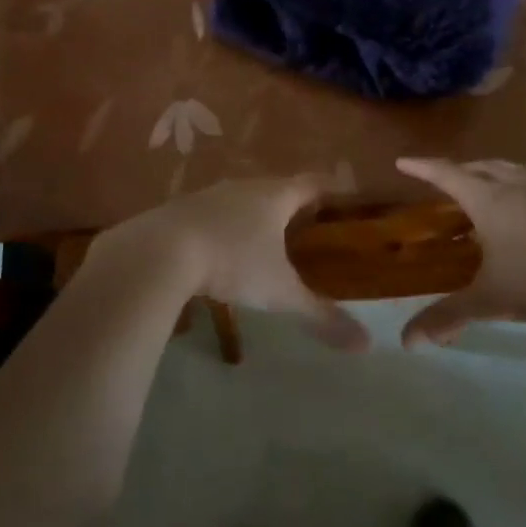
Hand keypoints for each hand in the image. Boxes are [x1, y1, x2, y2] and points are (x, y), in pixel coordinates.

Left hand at [89, 177, 367, 350]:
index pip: (312, 183)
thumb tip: (366, 344)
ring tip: (266, 235)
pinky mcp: (181, 208)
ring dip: (255, 212)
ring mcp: (210, 194)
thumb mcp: (279, 293)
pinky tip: (221, 246)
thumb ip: (321, 315)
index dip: (330, 188)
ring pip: (242, 198)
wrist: (159, 251)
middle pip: (277, 187)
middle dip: (293, 202)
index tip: (343, 194)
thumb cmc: (232, 262)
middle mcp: (244, 186)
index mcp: (275, 196)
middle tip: (309, 220)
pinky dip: (224, 224)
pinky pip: (213, 212)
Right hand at [394, 158, 525, 346]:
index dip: (422, 168)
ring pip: (511, 165)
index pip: (445, 175)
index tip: (403, 161)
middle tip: (446, 179)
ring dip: (493, 169)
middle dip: (458, 170)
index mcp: (486, 200)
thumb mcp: (493, 301)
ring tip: (487, 178)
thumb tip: (407, 341)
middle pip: (478, 166)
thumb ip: (449, 317)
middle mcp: (513, 181)